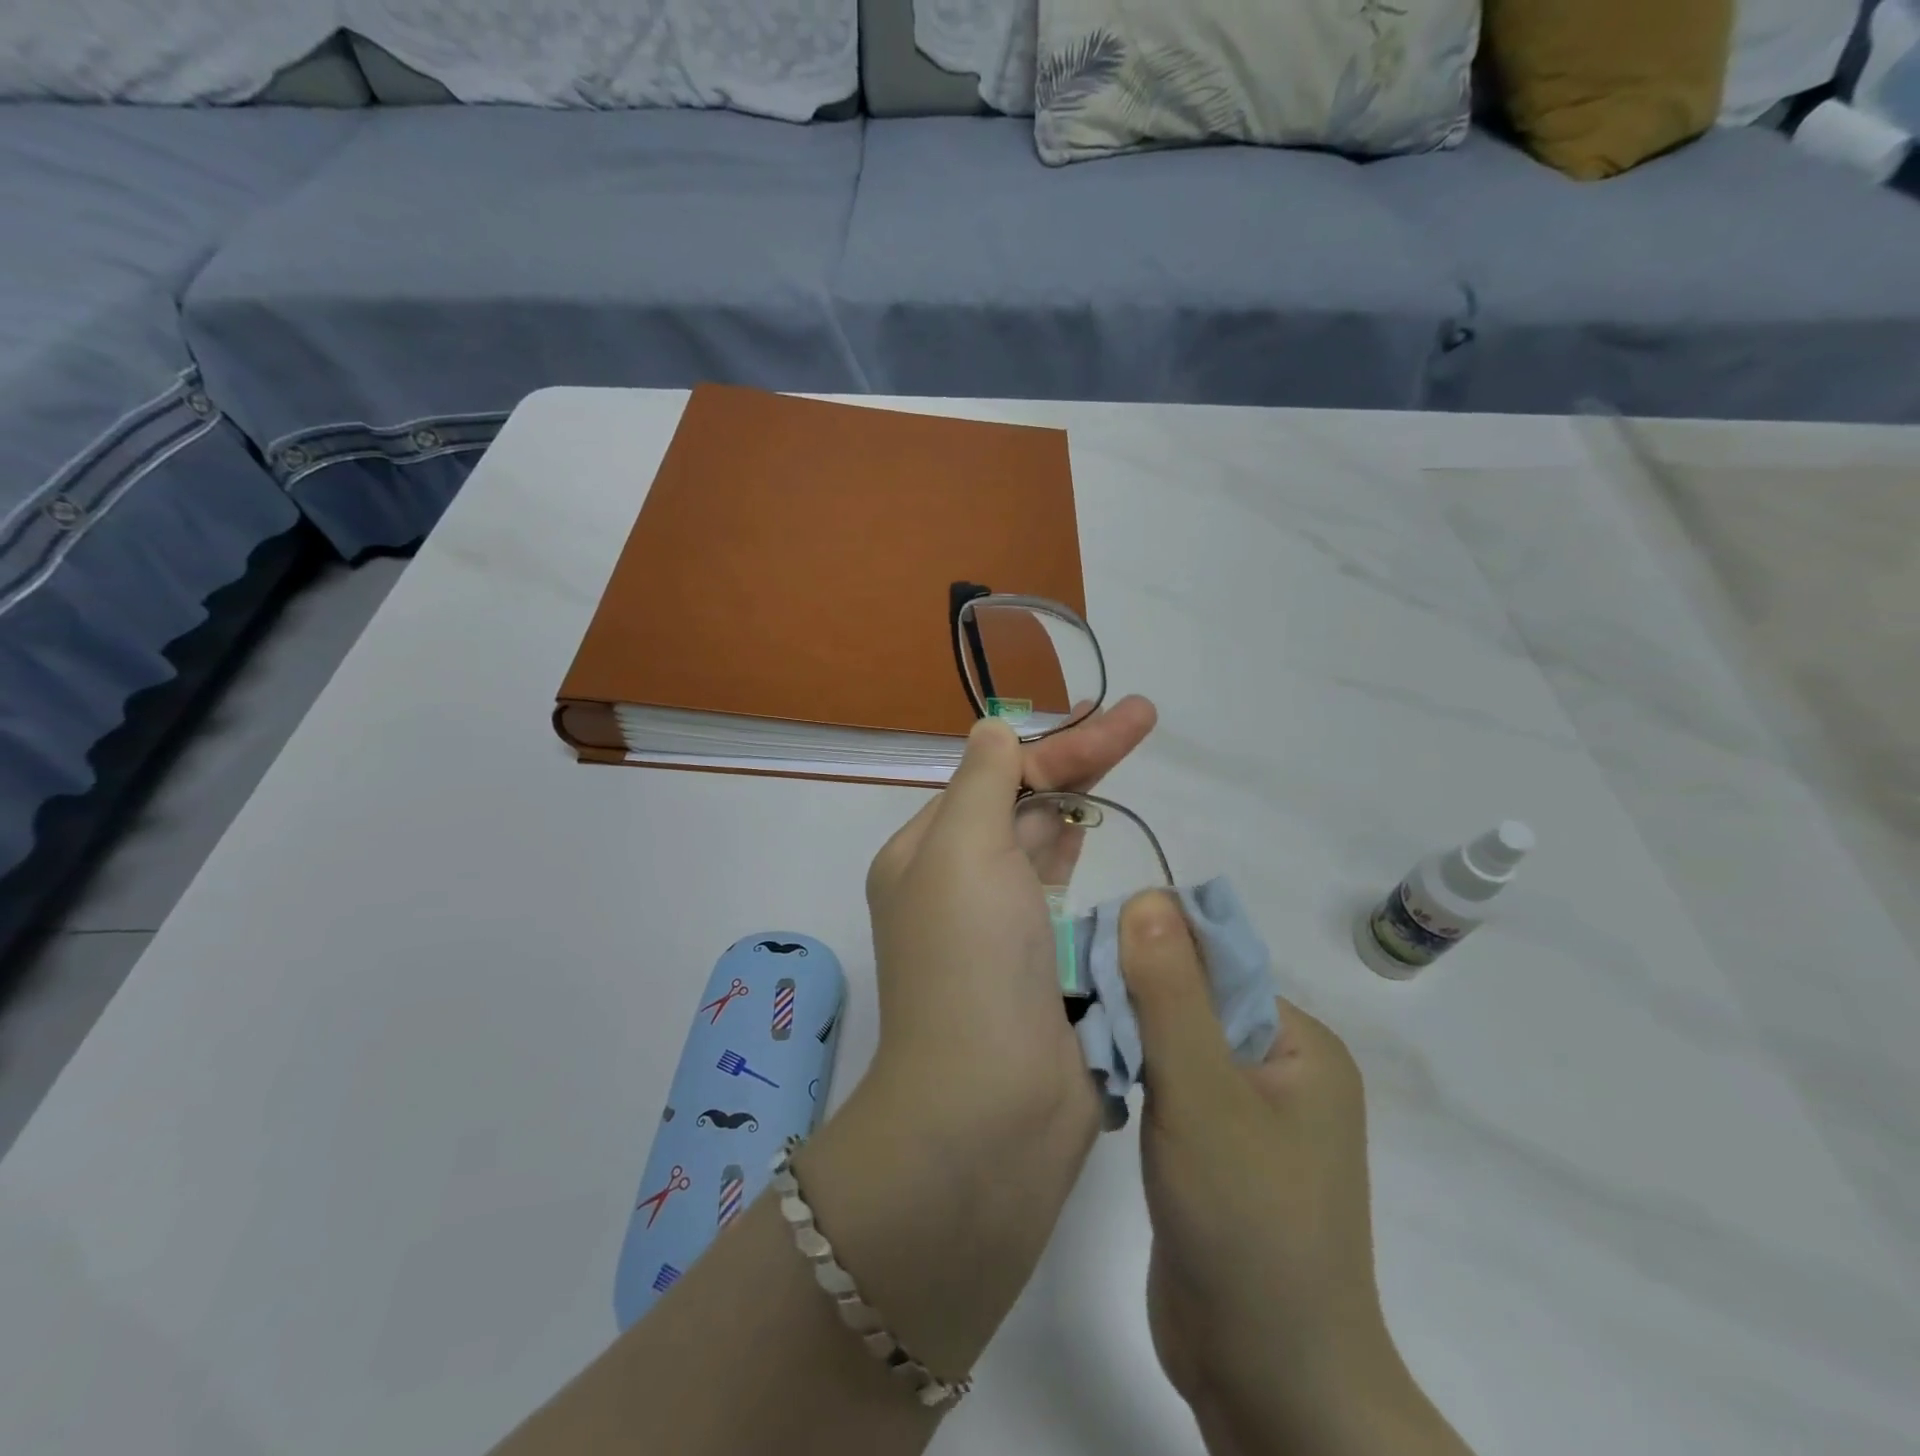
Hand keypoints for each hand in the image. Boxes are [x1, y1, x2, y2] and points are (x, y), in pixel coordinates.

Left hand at [860, 696, 1157, 1144]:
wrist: (989, 1110)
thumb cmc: (970, 964)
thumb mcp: (963, 851)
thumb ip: (983, 783)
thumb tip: (995, 730)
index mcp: (925, 854)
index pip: (996, 777)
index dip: (1059, 746)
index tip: (1121, 720)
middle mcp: (956, 886)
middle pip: (1022, 805)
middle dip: (1079, 762)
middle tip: (1140, 720)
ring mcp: (999, 930)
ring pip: (1043, 848)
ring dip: (1079, 806)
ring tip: (1123, 759)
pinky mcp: (1040, 969)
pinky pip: (1066, 900)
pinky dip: (1085, 867)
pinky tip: (1106, 839)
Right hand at [1118, 893, 1471, 1455]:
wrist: (1268, 1381)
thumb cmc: (1248, 1223)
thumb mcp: (1203, 1093)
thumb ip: (1172, 993)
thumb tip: (1147, 896)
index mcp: (1299, 1043)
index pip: (1216, 962)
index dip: (1152, 949)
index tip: (1087, 953)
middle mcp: (1280, 1068)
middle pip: (1192, 1000)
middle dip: (1133, 995)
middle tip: (1067, 993)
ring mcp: (1245, 1113)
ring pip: (1173, 1044)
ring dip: (1126, 1035)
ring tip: (1070, 1027)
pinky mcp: (1212, 1150)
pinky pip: (1167, 1086)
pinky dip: (1130, 1075)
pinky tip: (1091, 1074)